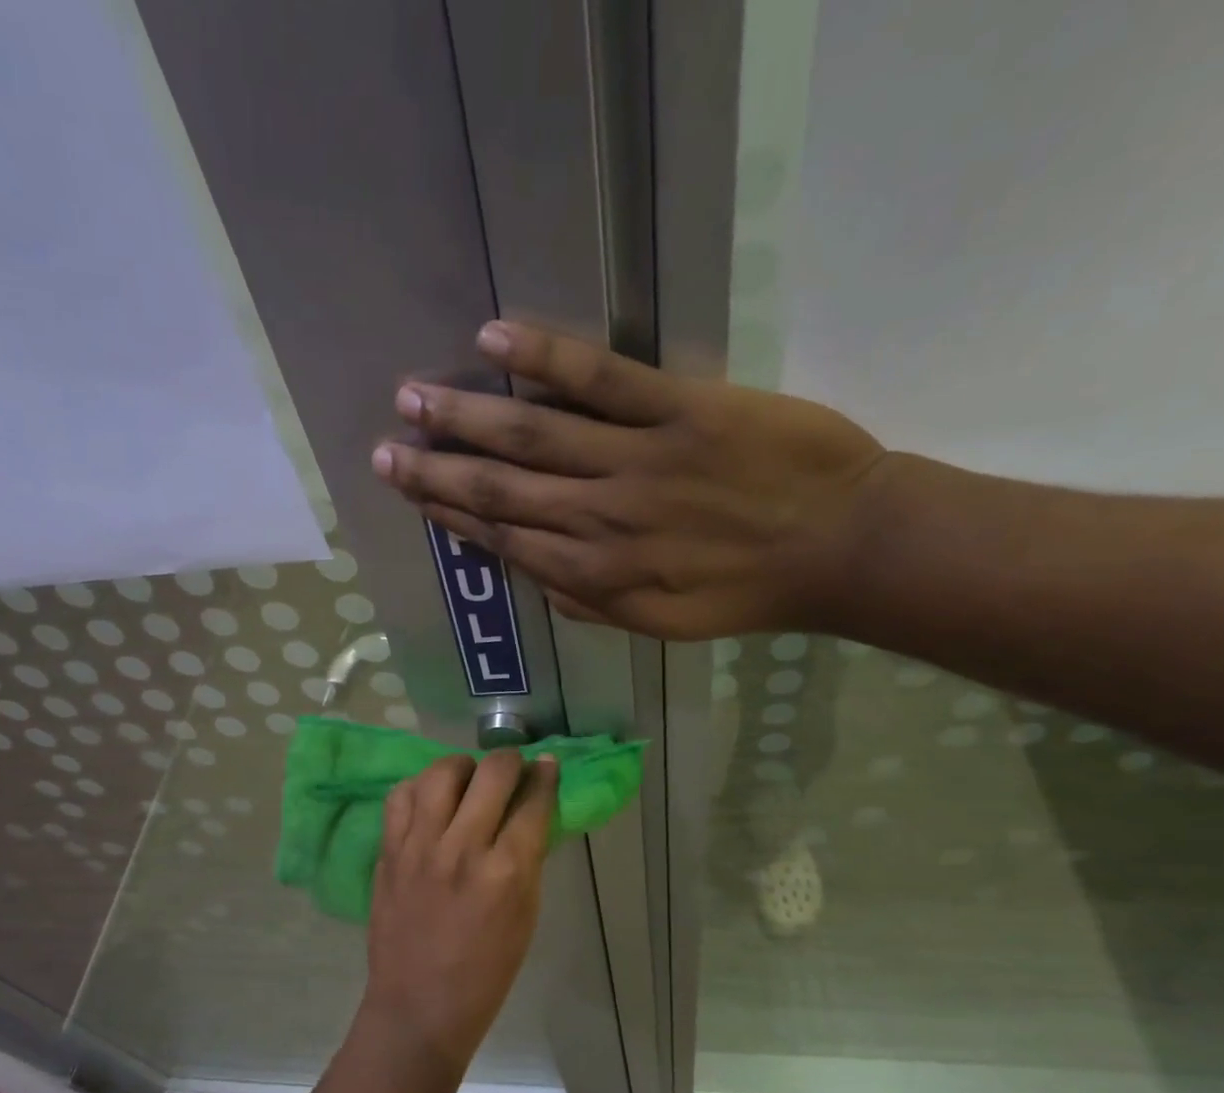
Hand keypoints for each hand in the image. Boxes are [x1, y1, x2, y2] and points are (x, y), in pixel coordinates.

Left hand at [362, 751, 557, 1077]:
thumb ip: (527, 858)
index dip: (546, 776)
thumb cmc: (485, 972)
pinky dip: (420, 787)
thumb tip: (530, 813)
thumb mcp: (526, 915)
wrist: (418, 1006)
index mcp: (507, 871)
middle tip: (513, 769)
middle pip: (491, 774)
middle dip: (511, 760)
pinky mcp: (388, 851)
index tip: (547, 765)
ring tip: (469, 779)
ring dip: (463, 766)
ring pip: (442, 773)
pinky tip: (431, 798)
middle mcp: (462, 848)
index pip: (533, 801)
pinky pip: (401, 796)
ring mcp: (419, 846)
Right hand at [371, 320, 887, 639]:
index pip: (503, 540)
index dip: (450, 516)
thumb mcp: (659, 623)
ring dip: (465, 415)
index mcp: (594, 575)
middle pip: (500, 489)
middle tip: (384, 450)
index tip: (411, 494)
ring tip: (413, 398)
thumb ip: (591, 602)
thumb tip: (534, 576)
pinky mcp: (679, 410)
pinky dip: (543, 355)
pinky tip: (493, 339)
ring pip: (532, 435)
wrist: (839, 548)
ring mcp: (635, 462)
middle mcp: (598, 520)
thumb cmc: (745, 591)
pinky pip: (600, 377)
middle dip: (436, 470)